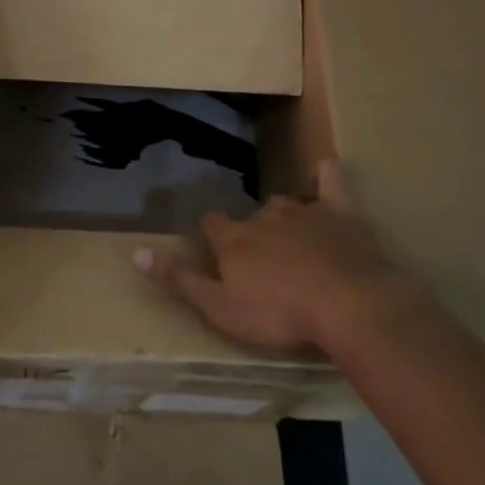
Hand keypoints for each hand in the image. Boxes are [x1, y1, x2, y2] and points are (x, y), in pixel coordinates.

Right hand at [139, 160, 428, 355]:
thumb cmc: (279, 312)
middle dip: (252, 232)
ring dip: (284, 216)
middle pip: (251, 216)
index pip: (212, 224)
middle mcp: (264, 216)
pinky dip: (324, 177)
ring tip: (290, 237)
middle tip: (261, 259)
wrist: (348, 304)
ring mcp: (304, 211)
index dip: (212, 236)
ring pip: (286, 203)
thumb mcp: (220, 307)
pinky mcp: (341, 213)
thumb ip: (180, 280)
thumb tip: (136, 252)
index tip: (216, 251)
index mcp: (234, 238)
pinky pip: (330, 183)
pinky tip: (323, 172)